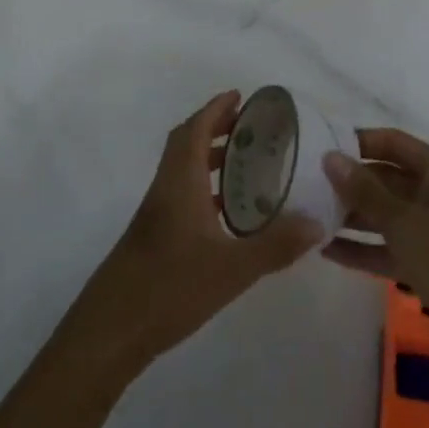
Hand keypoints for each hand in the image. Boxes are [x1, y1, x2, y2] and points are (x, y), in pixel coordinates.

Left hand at [70, 91, 322, 376]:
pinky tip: (226, 214)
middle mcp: (165, 188)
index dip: (216, 108)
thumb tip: (317, 223)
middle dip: (215, 127)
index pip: (195, 129)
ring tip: (244, 164)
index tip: (240, 96)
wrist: (110, 330)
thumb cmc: (170, 287)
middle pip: (186, 142)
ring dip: (209, 156)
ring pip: (182, 169)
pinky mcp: (154, 236)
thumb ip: (275, 245)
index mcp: (180, 181)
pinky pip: (181, 193)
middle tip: (248, 127)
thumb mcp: (232, 268)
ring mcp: (156, 213)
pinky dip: (203, 187)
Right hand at [322, 130, 428, 384]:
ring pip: (387, 215)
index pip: (394, 143)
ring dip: (353, 216)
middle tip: (307, 184)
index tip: (321, 146)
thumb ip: (364, 190)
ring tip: (310, 215)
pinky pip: (390, 247)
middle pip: (388, 178)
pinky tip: (326, 250)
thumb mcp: (403, 221)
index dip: (359, 142)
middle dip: (351, 183)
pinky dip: (363, 248)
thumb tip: (330, 157)